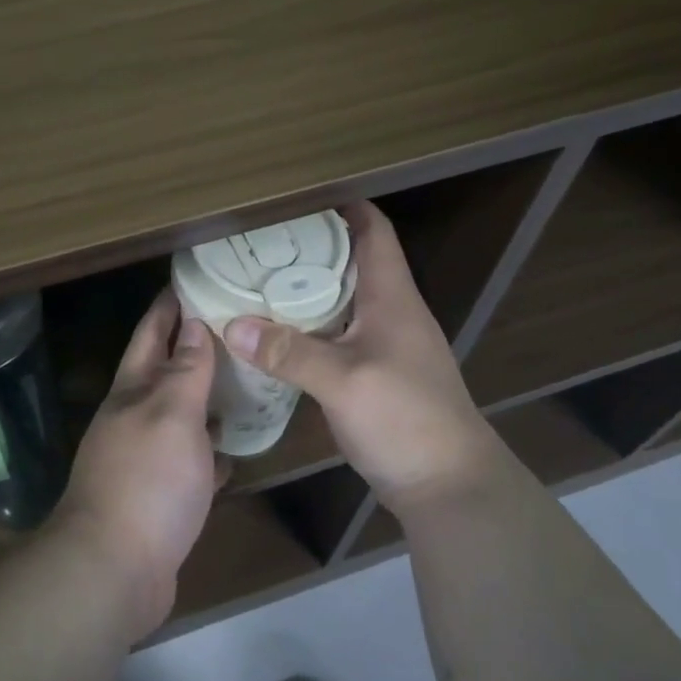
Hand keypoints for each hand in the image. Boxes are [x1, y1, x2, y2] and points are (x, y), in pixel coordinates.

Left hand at [52, 291, 220, 638]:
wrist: (114, 570)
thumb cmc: (147, 481)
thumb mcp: (171, 414)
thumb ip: (185, 371)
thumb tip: (192, 323)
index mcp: (132, 391)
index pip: (151, 333)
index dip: (169, 304)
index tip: (195, 278)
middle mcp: (134, 418)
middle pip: (166, 371)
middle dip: (194, 346)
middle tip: (238, 325)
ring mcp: (145, 458)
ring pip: (181, 415)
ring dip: (207, 397)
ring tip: (246, 378)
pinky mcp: (160, 496)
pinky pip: (191, 461)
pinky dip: (211, 450)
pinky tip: (235, 448)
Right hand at [223, 201, 500, 516]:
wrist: (448, 485)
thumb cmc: (406, 419)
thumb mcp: (343, 381)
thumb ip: (289, 352)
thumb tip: (231, 325)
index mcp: (392, 297)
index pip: (373, 230)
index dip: (342, 205)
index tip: (295, 195)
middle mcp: (389, 311)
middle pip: (350, 260)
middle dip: (308, 244)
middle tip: (256, 238)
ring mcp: (382, 344)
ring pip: (339, 298)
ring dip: (304, 286)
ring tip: (255, 276)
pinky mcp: (371, 373)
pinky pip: (333, 333)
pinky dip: (304, 324)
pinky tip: (272, 332)